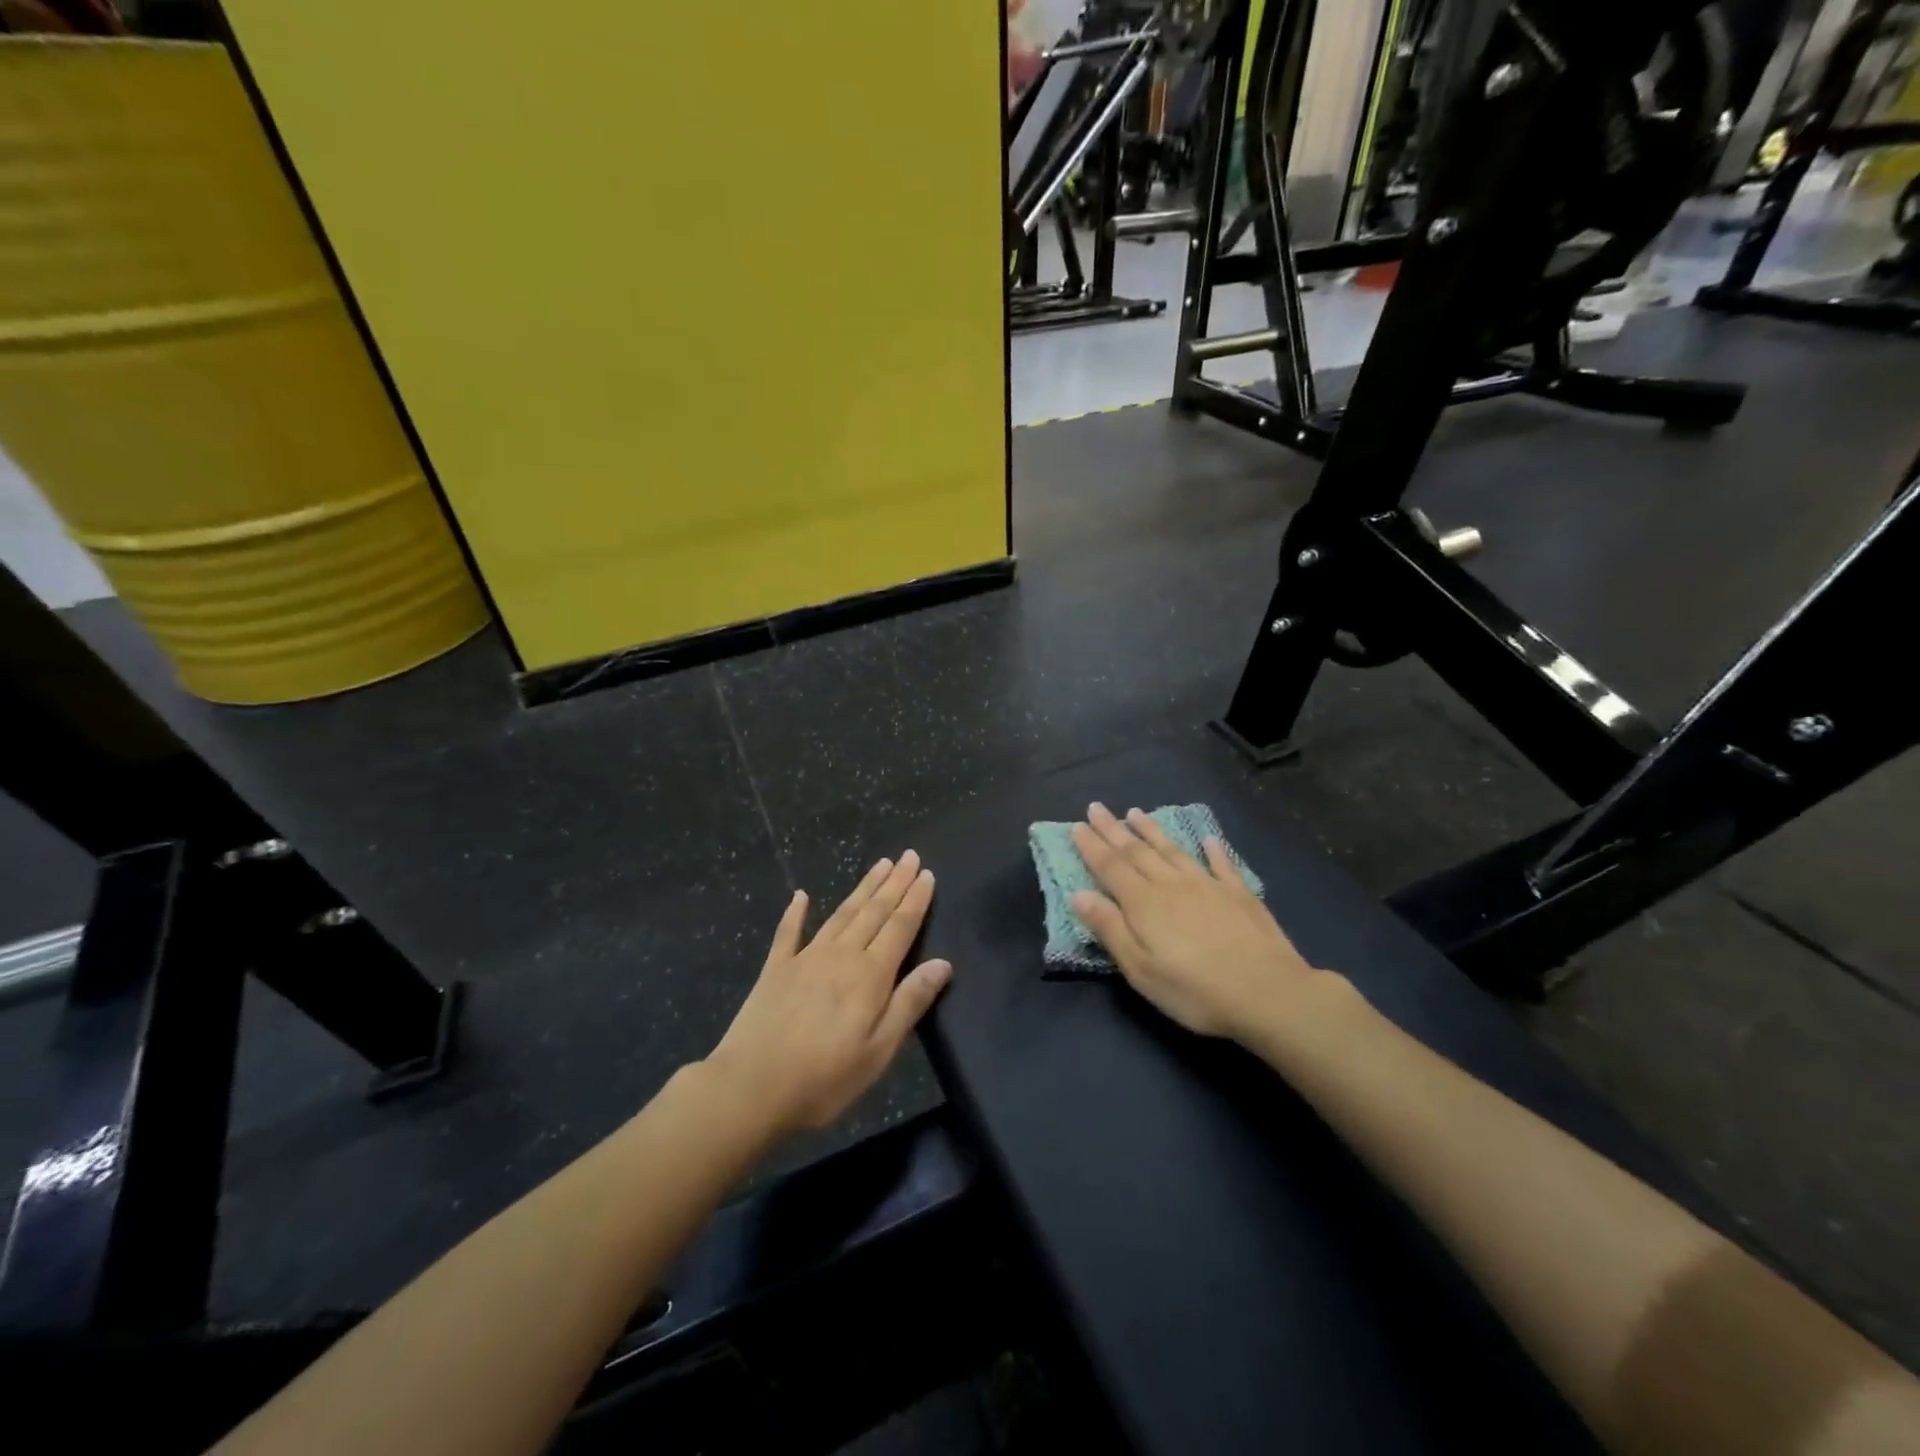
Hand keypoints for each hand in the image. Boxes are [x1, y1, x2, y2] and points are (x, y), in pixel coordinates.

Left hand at [706, 851, 951, 1136]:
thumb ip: (910, 1002)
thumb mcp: (878, 1051)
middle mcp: (841, 955)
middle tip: (909, 856)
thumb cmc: (823, 1078)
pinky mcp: (775, 969)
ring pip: (842, 913)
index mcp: (870, 975)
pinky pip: (788, 932)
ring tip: (879, 865)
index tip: (927, 873)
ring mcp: (805, 957)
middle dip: (894, 883)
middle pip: (873, 911)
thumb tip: (943, 963)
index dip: (915, 900)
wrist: (750, 1087)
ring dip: (863, 888)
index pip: (900, 927)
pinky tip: (800, 895)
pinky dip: (796, 912)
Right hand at [1070, 803, 1318, 1041]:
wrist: (1267, 993)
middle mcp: (1172, 884)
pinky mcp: (1239, 895)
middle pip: (1137, 851)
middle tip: (1096, 807)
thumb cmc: (1194, 990)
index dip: (1092, 846)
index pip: (1110, 867)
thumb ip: (1109, 928)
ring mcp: (1208, 885)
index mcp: (1144, 903)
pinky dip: (1213, 849)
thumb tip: (1078, 894)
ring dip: (1152, 831)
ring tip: (1136, 813)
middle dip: (1113, 830)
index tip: (1077, 825)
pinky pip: (1221, 864)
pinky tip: (1208, 839)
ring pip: (1173, 850)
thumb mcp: (1140, 969)